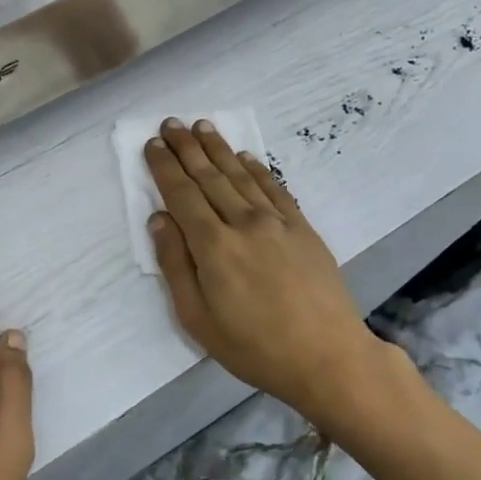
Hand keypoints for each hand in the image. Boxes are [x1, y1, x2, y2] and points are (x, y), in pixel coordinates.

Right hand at [145, 118, 403, 426]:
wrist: (328, 357)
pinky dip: (257, 168)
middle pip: (209, 176)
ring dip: (218, 148)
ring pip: (240, 175)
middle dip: (187, 148)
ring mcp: (277, 222)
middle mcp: (243, 223)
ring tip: (202, 126)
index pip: (181, 194)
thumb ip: (175, 265)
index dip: (164, 167)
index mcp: (213, 246)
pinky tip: (246, 156)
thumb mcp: (198, 319)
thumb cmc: (254, 347)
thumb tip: (159, 219)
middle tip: (171, 122)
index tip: (152, 144)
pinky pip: (274, 188)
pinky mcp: (302, 228)